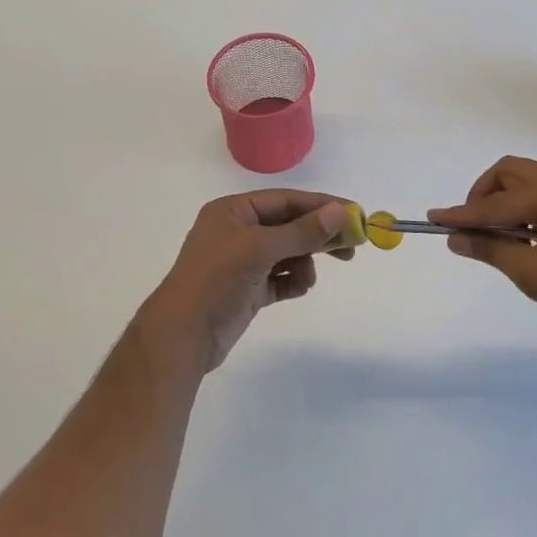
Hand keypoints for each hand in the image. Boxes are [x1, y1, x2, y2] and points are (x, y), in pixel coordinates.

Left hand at [140, 191, 354, 373]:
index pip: (285, 200)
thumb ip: (301, 231)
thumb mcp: (259, 249)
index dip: (320, 205)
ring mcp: (242, 262)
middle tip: (351, 246)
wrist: (182, 337)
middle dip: (317, 235)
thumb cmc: (216, 280)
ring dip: (304, 262)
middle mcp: (237, 231)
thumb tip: (340, 212)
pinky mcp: (248, 289)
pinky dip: (293, 280)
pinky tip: (298, 288)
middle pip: (289, 225)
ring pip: (287, 253)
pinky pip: (281, 277)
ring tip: (307, 278)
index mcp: (233, 211)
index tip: (353, 214)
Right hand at [430, 156, 536, 338]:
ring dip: (506, 200)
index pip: (497, 202)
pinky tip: (525, 236)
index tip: (434, 217)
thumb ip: (490, 249)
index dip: (463, 213)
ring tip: (500, 236)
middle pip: (511, 172)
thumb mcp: (532, 274)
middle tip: (474, 227)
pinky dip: (526, 206)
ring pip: (529, 180)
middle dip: (484, 195)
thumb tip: (455, 238)